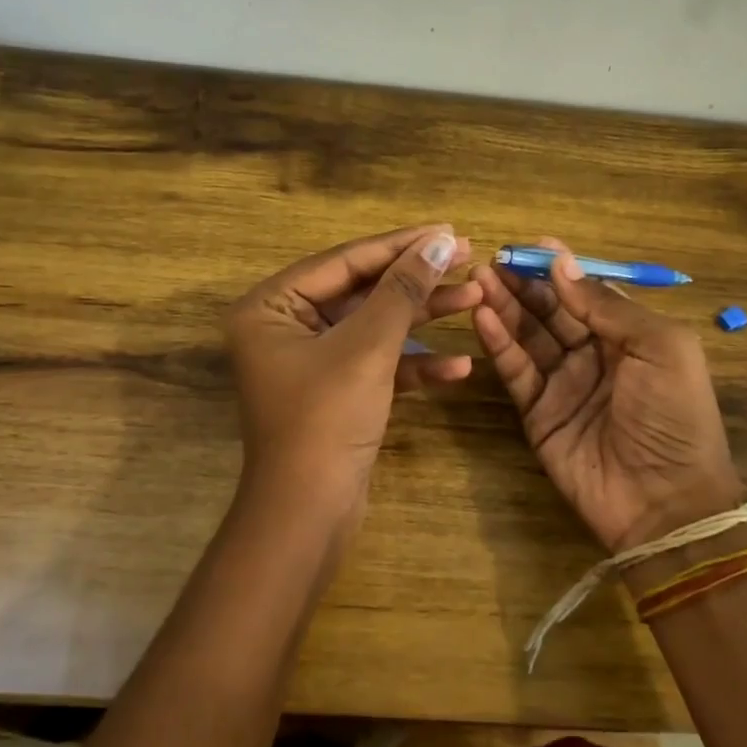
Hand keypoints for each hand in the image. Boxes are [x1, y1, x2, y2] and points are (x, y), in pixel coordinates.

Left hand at [225, 224, 482, 509]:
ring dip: (422, 318)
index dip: (400, 244)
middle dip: (416, 281)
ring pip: (374, 327)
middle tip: (468, 258)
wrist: (308, 517)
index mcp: (271, 306)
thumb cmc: (326, 420)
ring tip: (475, 301)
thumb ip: (403, 290)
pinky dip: (413, 365)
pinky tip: (459, 365)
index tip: (448, 229)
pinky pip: (375, 364)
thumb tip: (439, 241)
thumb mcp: (367, 348)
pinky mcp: (334, 392)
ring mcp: (310, 362)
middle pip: (361, 291)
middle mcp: (284, 327)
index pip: (344, 261)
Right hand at [470, 238, 746, 552]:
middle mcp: (594, 355)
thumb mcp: (660, 348)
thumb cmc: (674, 416)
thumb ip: (608, 306)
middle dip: (525, 283)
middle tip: (493, 260)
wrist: (665, 501)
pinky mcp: (537, 412)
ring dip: (505, 306)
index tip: (531, 244)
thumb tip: (563, 265)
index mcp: (630, 336)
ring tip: (480, 279)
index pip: (588, 292)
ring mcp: (563, 384)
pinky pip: (516, 370)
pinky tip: (482, 316)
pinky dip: (499, 343)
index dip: (562, 268)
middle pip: (552, 310)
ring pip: (528, 335)